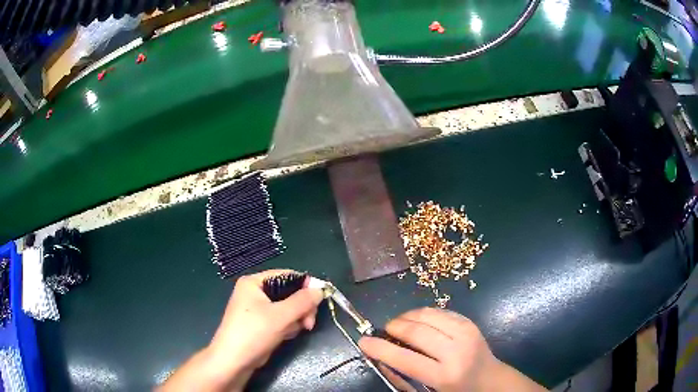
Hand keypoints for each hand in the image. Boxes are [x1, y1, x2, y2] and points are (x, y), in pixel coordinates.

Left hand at [159, 269, 322, 391]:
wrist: (234, 361)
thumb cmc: (254, 333)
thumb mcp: (281, 316)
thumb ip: (302, 301)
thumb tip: (320, 289)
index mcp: (254, 282)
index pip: (286, 275)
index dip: (305, 285)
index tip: (320, 299)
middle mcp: (255, 292)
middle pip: (289, 292)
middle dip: (301, 307)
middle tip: (309, 322)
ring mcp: (258, 309)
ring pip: (288, 307)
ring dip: (296, 318)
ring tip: (296, 331)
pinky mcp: (261, 323)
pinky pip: (282, 319)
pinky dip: (288, 326)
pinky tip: (287, 335)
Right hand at [358, 308, 545, 391]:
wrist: (490, 380)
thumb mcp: (427, 391)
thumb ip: (403, 376)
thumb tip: (381, 356)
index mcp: (445, 375)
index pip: (406, 359)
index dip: (380, 348)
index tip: (364, 341)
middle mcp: (457, 351)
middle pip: (416, 331)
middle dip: (393, 327)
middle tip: (384, 331)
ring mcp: (466, 332)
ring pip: (427, 314)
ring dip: (406, 317)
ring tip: (398, 326)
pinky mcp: (469, 322)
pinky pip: (439, 311)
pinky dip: (422, 314)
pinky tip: (417, 322)